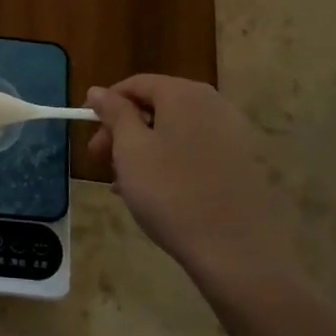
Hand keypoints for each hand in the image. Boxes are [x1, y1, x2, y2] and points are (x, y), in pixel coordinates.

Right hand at [86, 75, 292, 293]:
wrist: (239, 252)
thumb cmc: (172, 193)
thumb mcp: (130, 150)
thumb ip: (114, 113)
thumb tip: (98, 90)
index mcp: (184, 94)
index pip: (136, 84)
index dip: (107, 104)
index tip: (90, 133)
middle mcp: (214, 104)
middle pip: (158, 106)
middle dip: (125, 130)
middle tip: (102, 162)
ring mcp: (235, 133)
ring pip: (176, 131)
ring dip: (146, 150)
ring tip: (127, 185)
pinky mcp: (246, 163)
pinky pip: (198, 151)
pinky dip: (173, 162)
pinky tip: (159, 194)